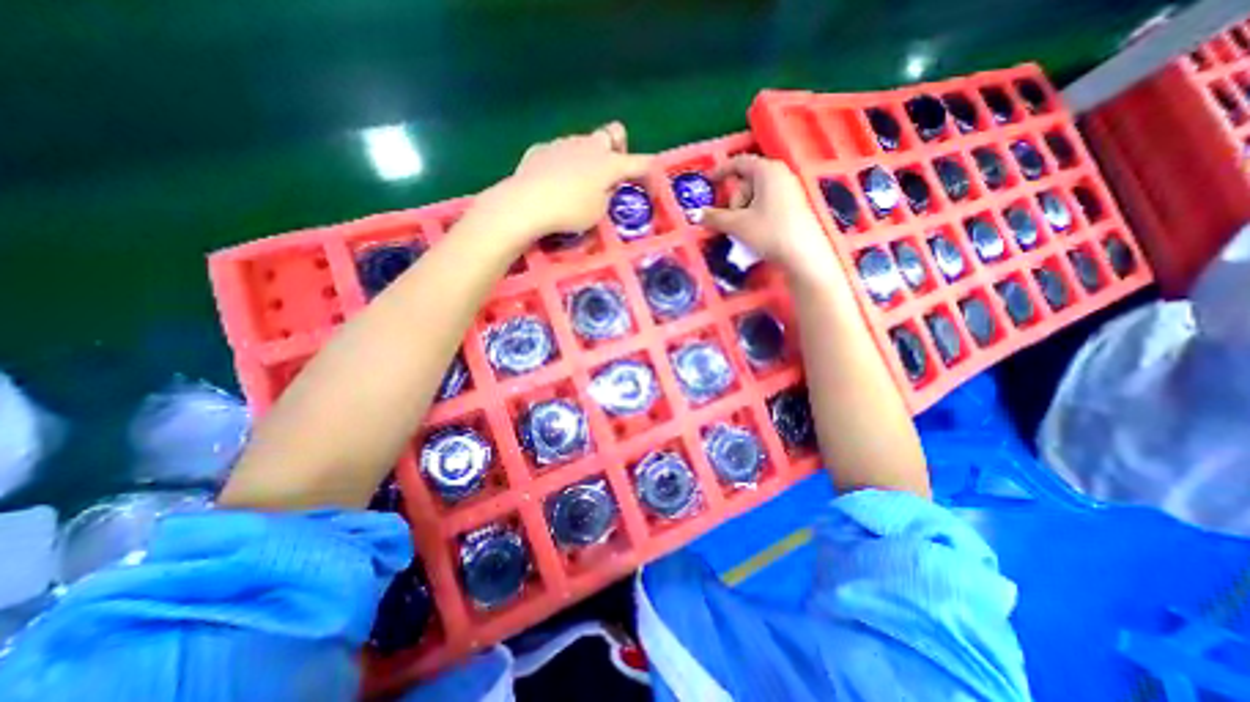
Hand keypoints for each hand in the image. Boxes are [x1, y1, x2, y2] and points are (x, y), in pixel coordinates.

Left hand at [470, 124, 654, 245]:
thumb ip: (606, 196)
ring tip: (578, 182)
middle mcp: (589, 146)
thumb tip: (604, 187)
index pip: (639, 162)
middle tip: (611, 168)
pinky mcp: (541, 149)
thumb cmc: (570, 212)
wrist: (527, 203)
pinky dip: (562, 164)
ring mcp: (563, 144)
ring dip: (587, 157)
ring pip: (583, 143)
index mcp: (609, 164)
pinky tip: (553, 182)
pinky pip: (559, 152)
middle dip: (617, 146)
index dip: (649, 170)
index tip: (653, 178)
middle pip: (612, 133)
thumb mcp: (598, 213)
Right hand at [701, 158, 839, 283]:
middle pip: (746, 181)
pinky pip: (766, 203)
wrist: (803, 255)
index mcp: (767, 170)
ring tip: (742, 231)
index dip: (720, 171)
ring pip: (755, 194)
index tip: (707, 181)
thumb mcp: (737, 225)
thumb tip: (694, 214)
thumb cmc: (769, 232)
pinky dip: (754, 214)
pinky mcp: (793, 205)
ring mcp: (789, 189)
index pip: (738, 162)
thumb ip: (714, 217)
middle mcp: (780, 173)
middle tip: (730, 221)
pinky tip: (754, 231)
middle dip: (734, 201)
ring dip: (743, 211)